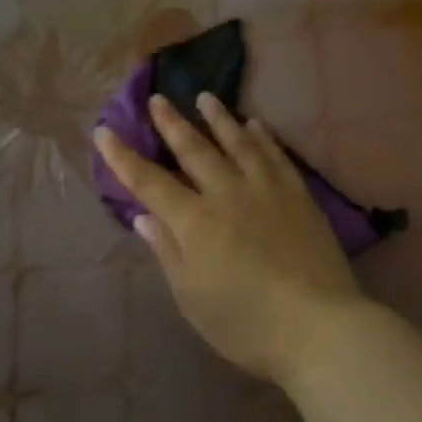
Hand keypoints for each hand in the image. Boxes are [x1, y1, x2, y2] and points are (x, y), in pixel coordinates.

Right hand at [93, 93, 368, 384]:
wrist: (318, 324)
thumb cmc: (246, 323)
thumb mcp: (192, 298)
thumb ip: (168, 251)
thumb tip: (143, 216)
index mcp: (195, 222)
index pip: (150, 182)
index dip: (124, 157)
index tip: (104, 131)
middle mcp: (228, 194)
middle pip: (194, 150)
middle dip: (172, 123)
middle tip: (158, 98)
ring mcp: (266, 189)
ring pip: (238, 142)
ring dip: (218, 118)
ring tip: (205, 97)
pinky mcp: (298, 193)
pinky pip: (275, 154)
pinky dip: (262, 136)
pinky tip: (256, 124)